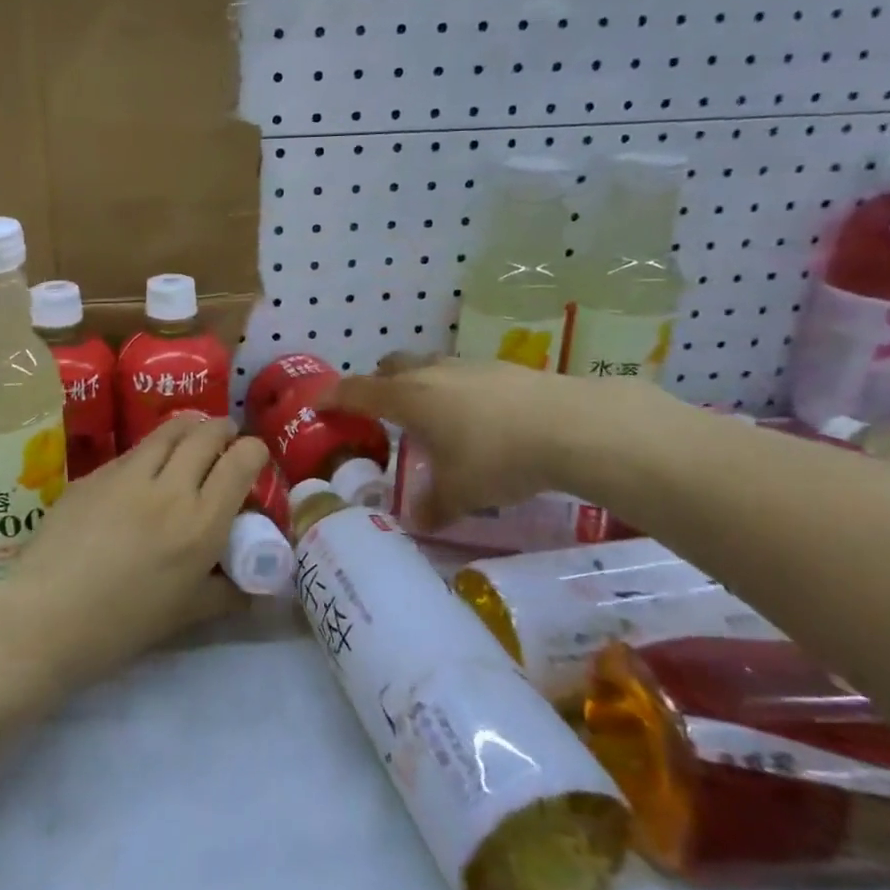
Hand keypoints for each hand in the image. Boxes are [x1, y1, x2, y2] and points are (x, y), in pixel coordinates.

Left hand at [0, 417, 269, 701]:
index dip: (254, 452)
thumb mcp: (187, 614)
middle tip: (225, 439)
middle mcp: (169, 487)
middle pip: (205, 434)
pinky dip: (150, 452)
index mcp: (201, 523)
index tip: (253, 458)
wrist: (45, 618)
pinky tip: (143, 472)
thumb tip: (257, 587)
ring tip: (191, 437)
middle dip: (223, 430)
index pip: (241, 461)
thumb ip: (227, 593)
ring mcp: (126, 475)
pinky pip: (132, 452)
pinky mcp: (93, 474)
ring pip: (168, 431)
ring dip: (188, 428)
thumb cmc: (122, 625)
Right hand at [326, 358, 660, 524]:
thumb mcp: (460, 494)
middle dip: (376, 384)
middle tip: (378, 412)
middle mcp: (431, 374)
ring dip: (418, 384)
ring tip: (430, 416)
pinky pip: (462, 374)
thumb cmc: (497, 458)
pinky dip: (455, 390)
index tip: (316, 405)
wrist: (572, 426)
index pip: (356, 391)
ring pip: (427, 366)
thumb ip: (433, 507)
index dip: (332, 397)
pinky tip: (477, 418)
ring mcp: (468, 366)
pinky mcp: (503, 368)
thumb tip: (419, 523)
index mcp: (408, 399)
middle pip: (389, 367)